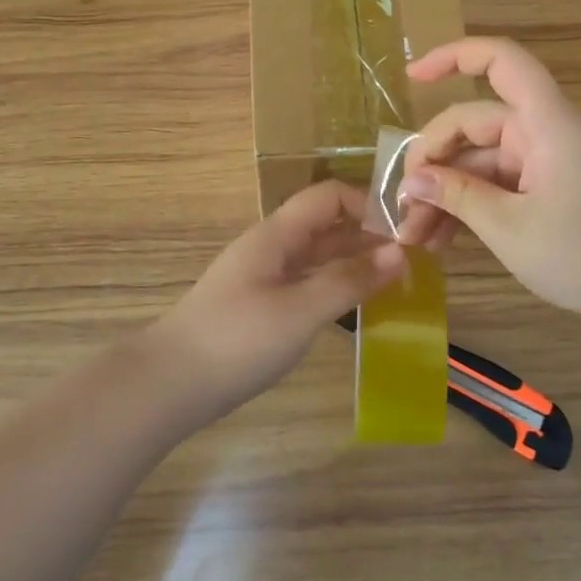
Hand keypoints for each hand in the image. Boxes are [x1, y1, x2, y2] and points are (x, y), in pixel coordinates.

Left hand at [150, 180, 405, 419]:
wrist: (169, 384)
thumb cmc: (237, 340)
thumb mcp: (300, 311)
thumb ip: (349, 281)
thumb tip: (399, 252)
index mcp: (278, 234)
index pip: (329, 196)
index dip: (367, 205)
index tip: (403, 233)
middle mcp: (272, 247)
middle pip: (326, 226)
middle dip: (367, 237)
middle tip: (411, 263)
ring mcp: (264, 277)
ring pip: (317, 257)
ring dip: (353, 264)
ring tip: (395, 285)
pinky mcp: (260, 306)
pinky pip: (306, 283)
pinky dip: (334, 288)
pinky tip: (356, 309)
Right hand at [396, 37, 580, 328]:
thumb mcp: (509, 227)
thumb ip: (456, 196)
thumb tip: (411, 180)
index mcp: (544, 123)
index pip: (500, 61)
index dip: (453, 56)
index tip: (411, 76)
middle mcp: (543, 133)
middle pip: (475, 123)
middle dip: (433, 160)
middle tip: (401, 206)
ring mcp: (546, 163)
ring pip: (481, 160)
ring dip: (446, 191)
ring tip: (414, 236)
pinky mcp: (548, 191)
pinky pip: (498, 184)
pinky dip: (470, 205)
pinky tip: (442, 239)